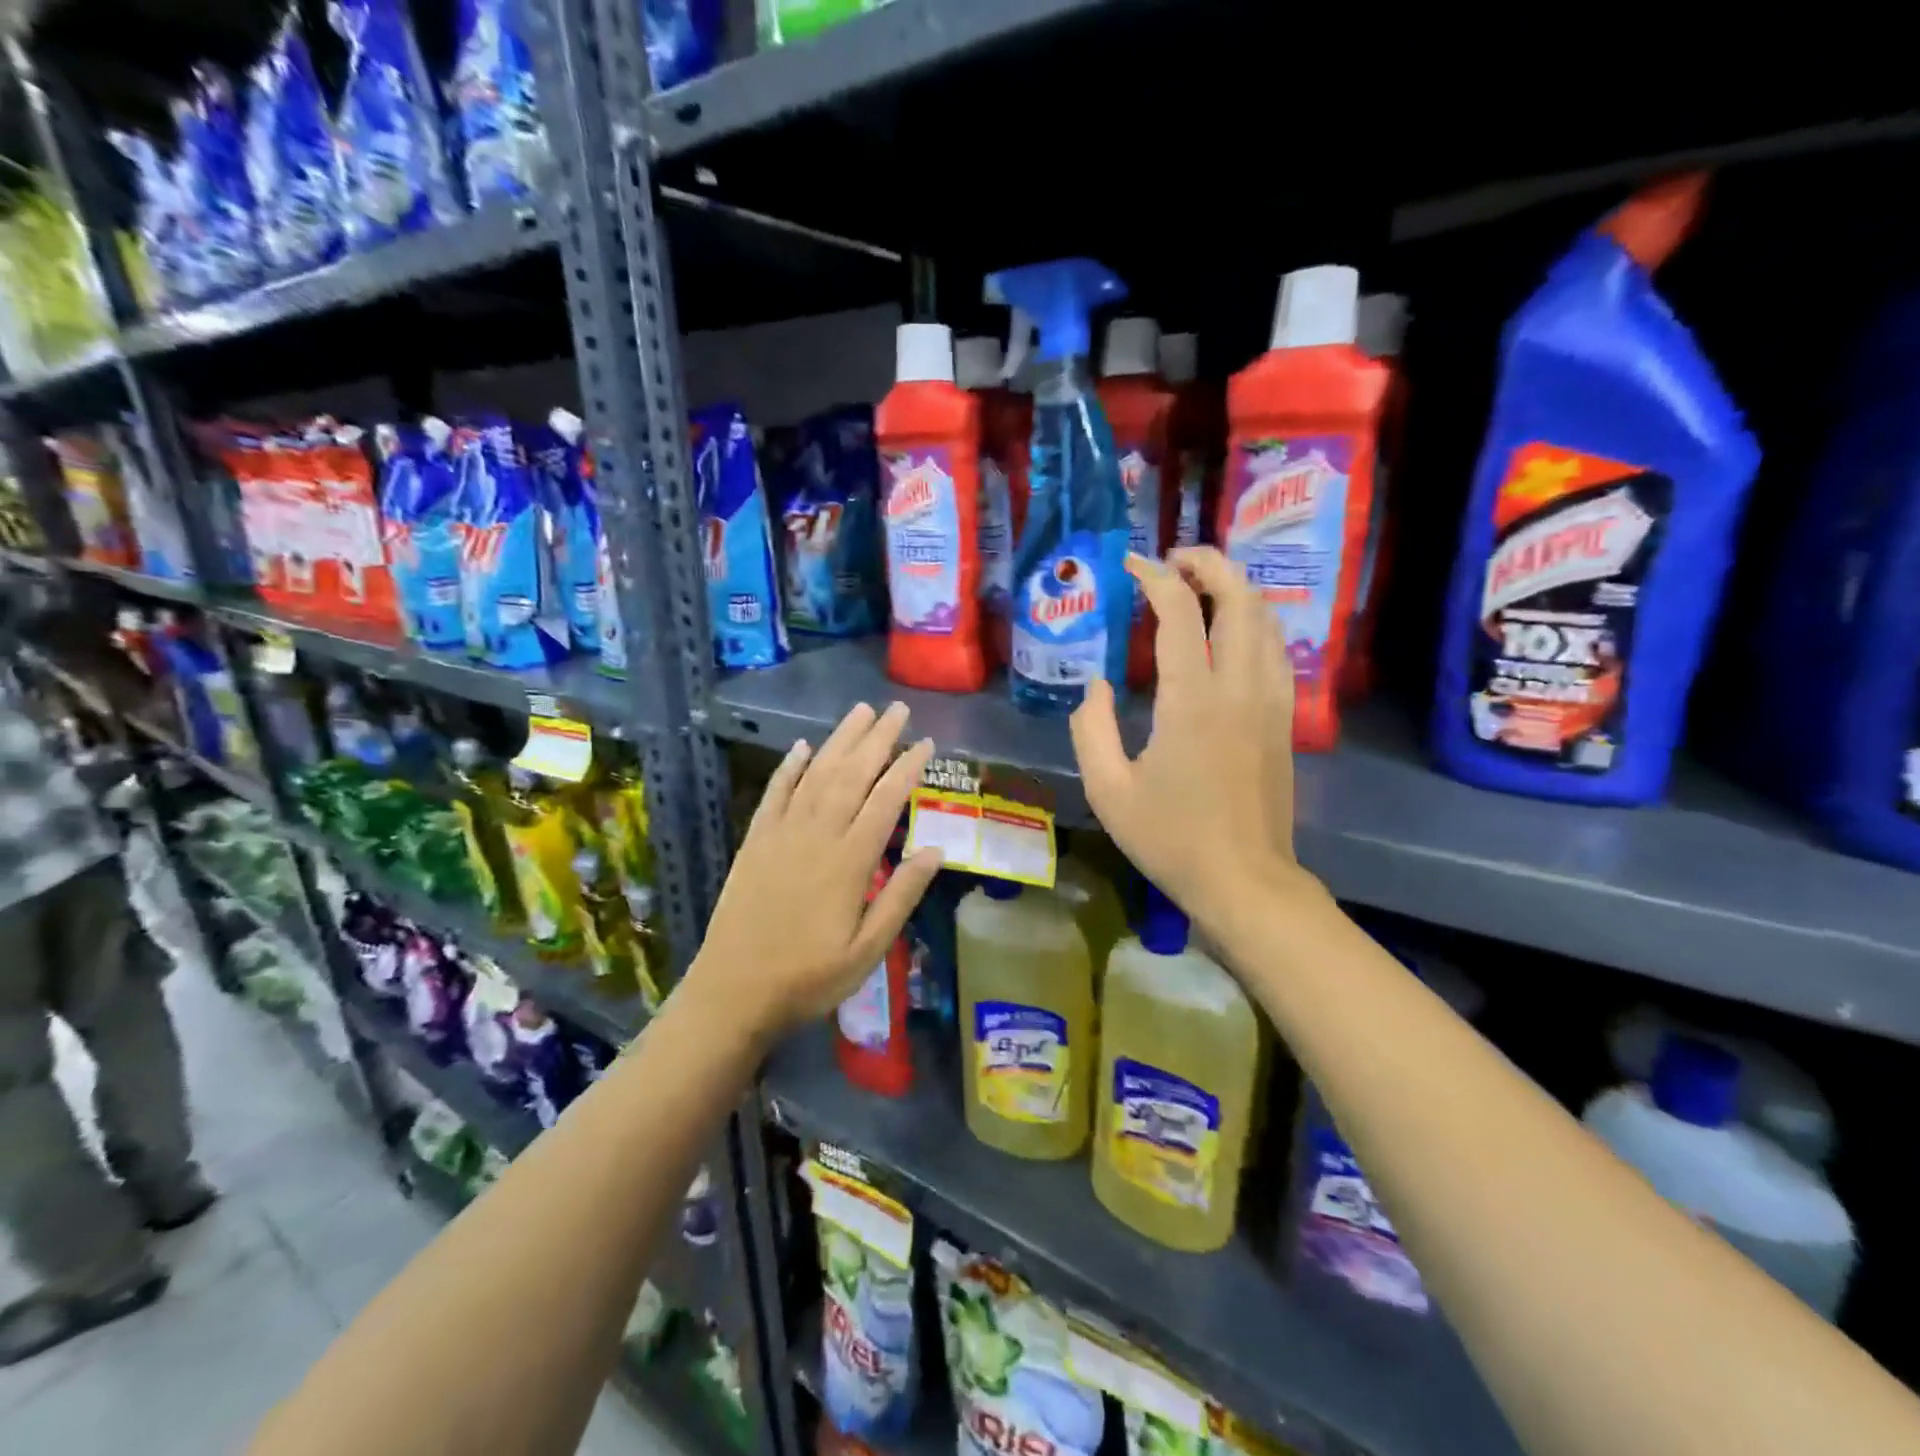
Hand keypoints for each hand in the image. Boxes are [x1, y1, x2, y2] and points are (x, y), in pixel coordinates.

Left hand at [688, 702, 940, 1043]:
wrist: (733, 991)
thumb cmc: (809, 977)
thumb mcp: (869, 949)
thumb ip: (902, 896)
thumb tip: (936, 850)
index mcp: (849, 862)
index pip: (885, 801)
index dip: (907, 768)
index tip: (925, 742)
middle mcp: (816, 836)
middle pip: (851, 775)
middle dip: (877, 739)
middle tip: (897, 709)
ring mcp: (781, 835)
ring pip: (815, 774)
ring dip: (839, 740)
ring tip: (860, 712)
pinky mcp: (755, 841)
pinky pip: (774, 794)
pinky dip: (789, 767)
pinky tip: (801, 746)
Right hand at [1070, 548, 1311, 926]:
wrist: (1244, 881)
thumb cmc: (1170, 839)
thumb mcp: (1108, 790)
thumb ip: (1091, 729)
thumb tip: (1096, 686)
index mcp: (1191, 700)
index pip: (1179, 613)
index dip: (1155, 578)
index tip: (1132, 565)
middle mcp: (1238, 687)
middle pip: (1238, 598)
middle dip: (1209, 564)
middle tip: (1175, 559)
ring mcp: (1269, 701)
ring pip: (1266, 619)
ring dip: (1236, 588)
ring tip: (1203, 584)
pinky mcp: (1282, 719)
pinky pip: (1275, 650)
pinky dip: (1255, 622)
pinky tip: (1232, 631)